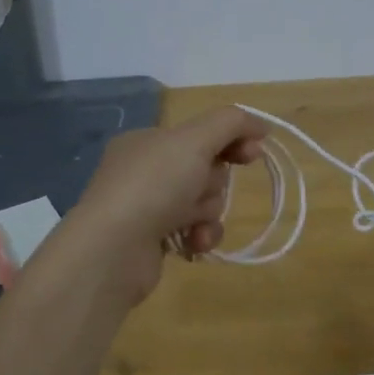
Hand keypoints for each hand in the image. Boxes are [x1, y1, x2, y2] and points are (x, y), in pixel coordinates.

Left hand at [55, 106, 269, 305]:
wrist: (113, 250)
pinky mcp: (153, 240)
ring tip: (192, 223)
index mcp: (147, 140)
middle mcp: (144, 170)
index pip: (200, 132)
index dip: (232, 139)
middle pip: (205, 168)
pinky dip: (199, 235)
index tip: (254, 152)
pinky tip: (193, 242)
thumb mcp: (194, 140)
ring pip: (203, 201)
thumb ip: (231, 124)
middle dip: (213, 182)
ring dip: (208, 212)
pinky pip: (193, 230)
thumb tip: (260, 126)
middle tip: (201, 189)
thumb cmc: (153, 185)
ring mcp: (147, 207)